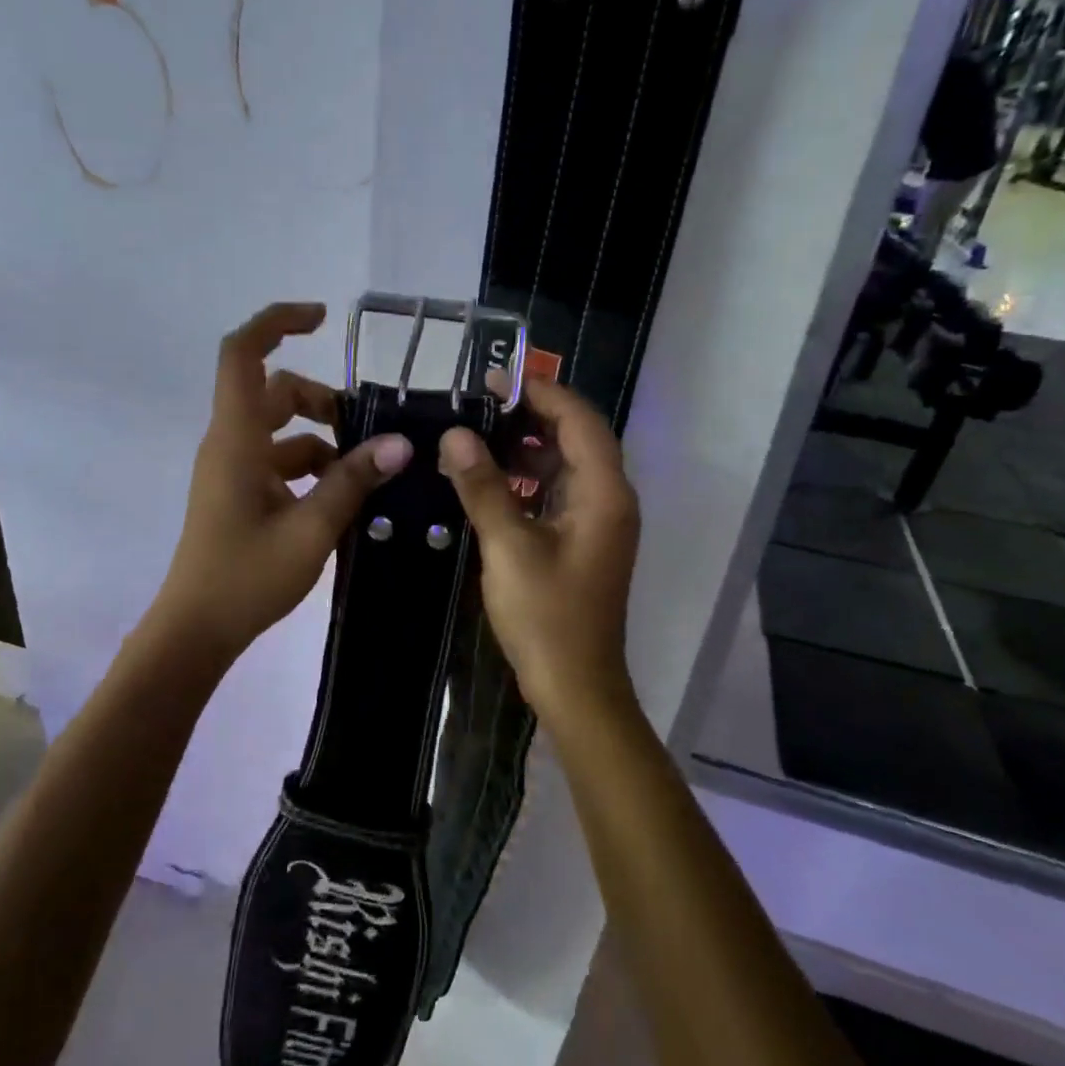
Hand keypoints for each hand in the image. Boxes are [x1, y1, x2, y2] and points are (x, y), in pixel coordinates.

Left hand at [153, 303, 413, 660]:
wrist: (197, 629)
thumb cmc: (247, 576)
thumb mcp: (311, 529)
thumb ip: (354, 481)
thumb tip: (400, 443)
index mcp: (236, 439)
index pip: (243, 354)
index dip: (277, 322)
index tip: (323, 319)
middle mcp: (231, 443)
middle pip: (275, 391)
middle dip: (322, 400)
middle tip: (367, 431)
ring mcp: (233, 470)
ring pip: (281, 430)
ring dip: (323, 440)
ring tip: (366, 474)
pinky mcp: (240, 494)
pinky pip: (279, 462)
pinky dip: (312, 468)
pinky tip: (344, 499)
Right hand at [439, 378, 640, 720]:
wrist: (575, 685)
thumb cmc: (547, 616)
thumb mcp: (508, 546)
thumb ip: (483, 486)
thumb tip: (455, 434)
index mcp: (604, 493)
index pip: (579, 420)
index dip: (541, 393)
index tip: (495, 380)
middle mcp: (609, 499)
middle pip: (576, 438)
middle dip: (530, 416)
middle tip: (479, 405)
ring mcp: (597, 521)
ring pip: (565, 465)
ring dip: (526, 447)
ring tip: (477, 436)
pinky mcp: (582, 540)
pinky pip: (556, 492)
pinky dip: (527, 479)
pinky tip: (490, 480)